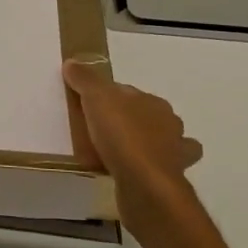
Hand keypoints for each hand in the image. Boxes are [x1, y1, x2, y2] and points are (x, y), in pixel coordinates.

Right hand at [62, 57, 203, 223]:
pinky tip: (131, 171)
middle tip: (99, 129)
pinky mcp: (169, 179)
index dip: (107, 97)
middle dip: (129, 120)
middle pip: (145, 116)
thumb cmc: (123, 136)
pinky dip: (146, 168)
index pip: (128, 92)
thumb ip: (85, 79)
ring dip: (143, 144)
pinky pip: (156, 168)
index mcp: (154, 103)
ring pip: (159, 142)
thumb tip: (73, 63)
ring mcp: (173, 154)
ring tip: (116, 151)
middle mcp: (169, 125)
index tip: (87, 105)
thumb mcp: (97, 99)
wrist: (145, 184)